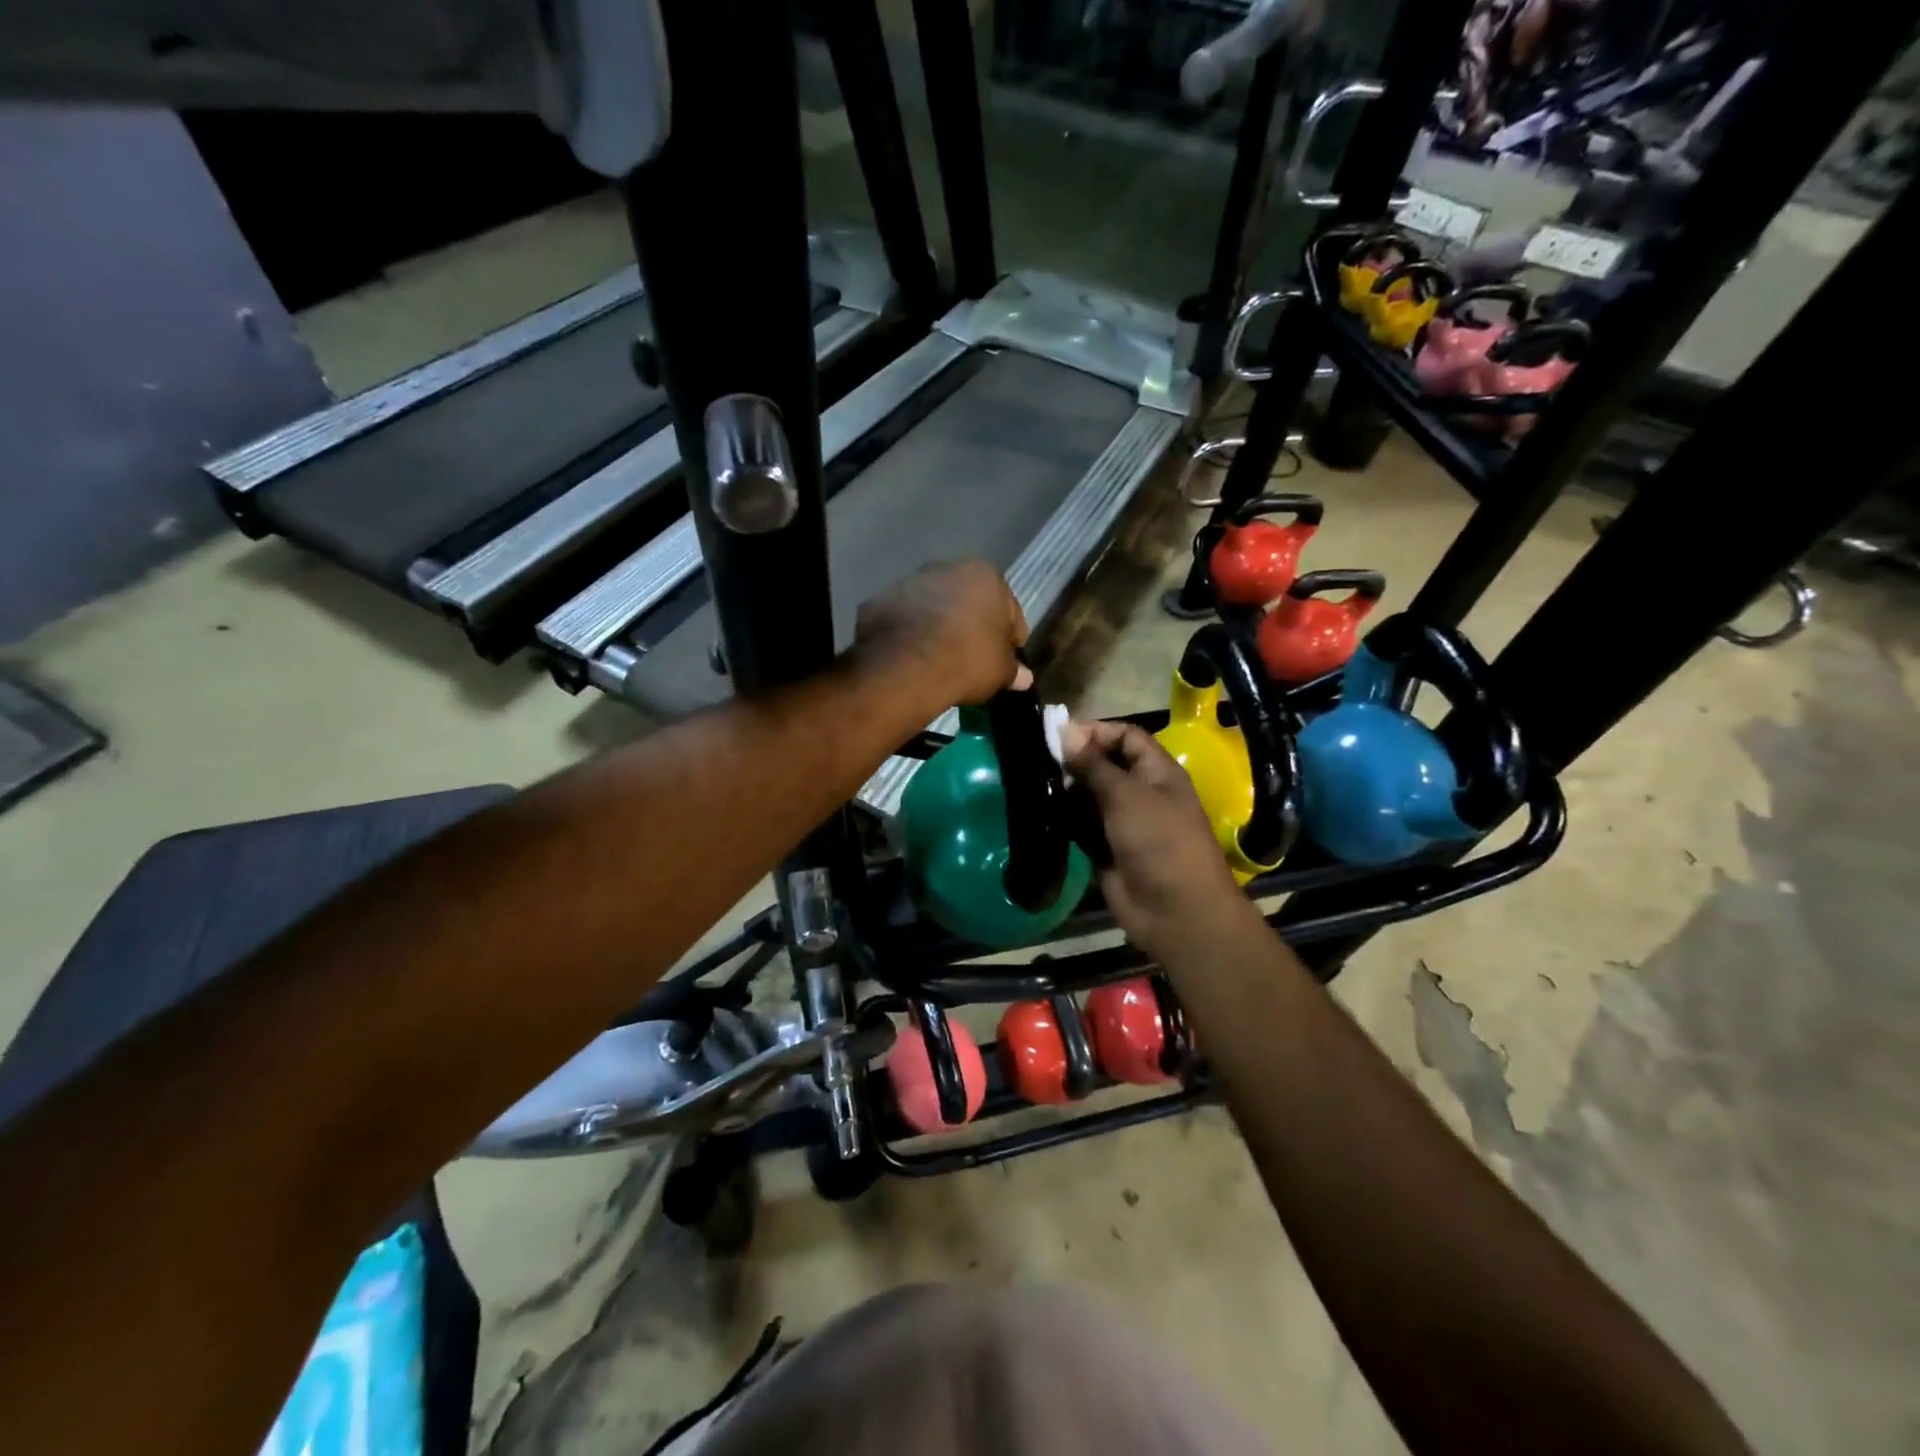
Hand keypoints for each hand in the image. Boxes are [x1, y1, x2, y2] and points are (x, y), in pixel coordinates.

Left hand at [853, 560, 1028, 705]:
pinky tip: (910, 659)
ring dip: (937, 627)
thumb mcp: (1000, 671)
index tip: (1004, 661)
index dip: (1009, 639)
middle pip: (967, 602)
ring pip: (932, 608)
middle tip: (971, 660)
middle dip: (970, 626)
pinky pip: (902, 621)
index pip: (1009, 610)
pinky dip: (908, 635)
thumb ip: (1013, 670)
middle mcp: (946, 568)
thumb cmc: (968, 659)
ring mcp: (908, 582)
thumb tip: (1023, 678)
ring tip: (937, 661)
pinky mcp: (879, 601)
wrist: (906, 667)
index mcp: (985, 575)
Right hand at [1062, 721, 1263, 969]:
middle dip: (1075, 761)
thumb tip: (1066, 731)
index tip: (1058, 735)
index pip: (1126, 737)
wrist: (1176, 912)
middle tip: (1038, 760)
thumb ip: (1094, 765)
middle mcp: (1141, 793)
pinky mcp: (1107, 850)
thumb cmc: (1159, 842)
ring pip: (1090, 797)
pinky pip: (1082, 827)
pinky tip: (1039, 812)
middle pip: (1104, 765)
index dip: (1096, 732)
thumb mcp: (1127, 796)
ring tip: (1033, 784)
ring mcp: (1123, 824)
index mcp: (1157, 772)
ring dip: (1066, 791)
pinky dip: (1064, 820)